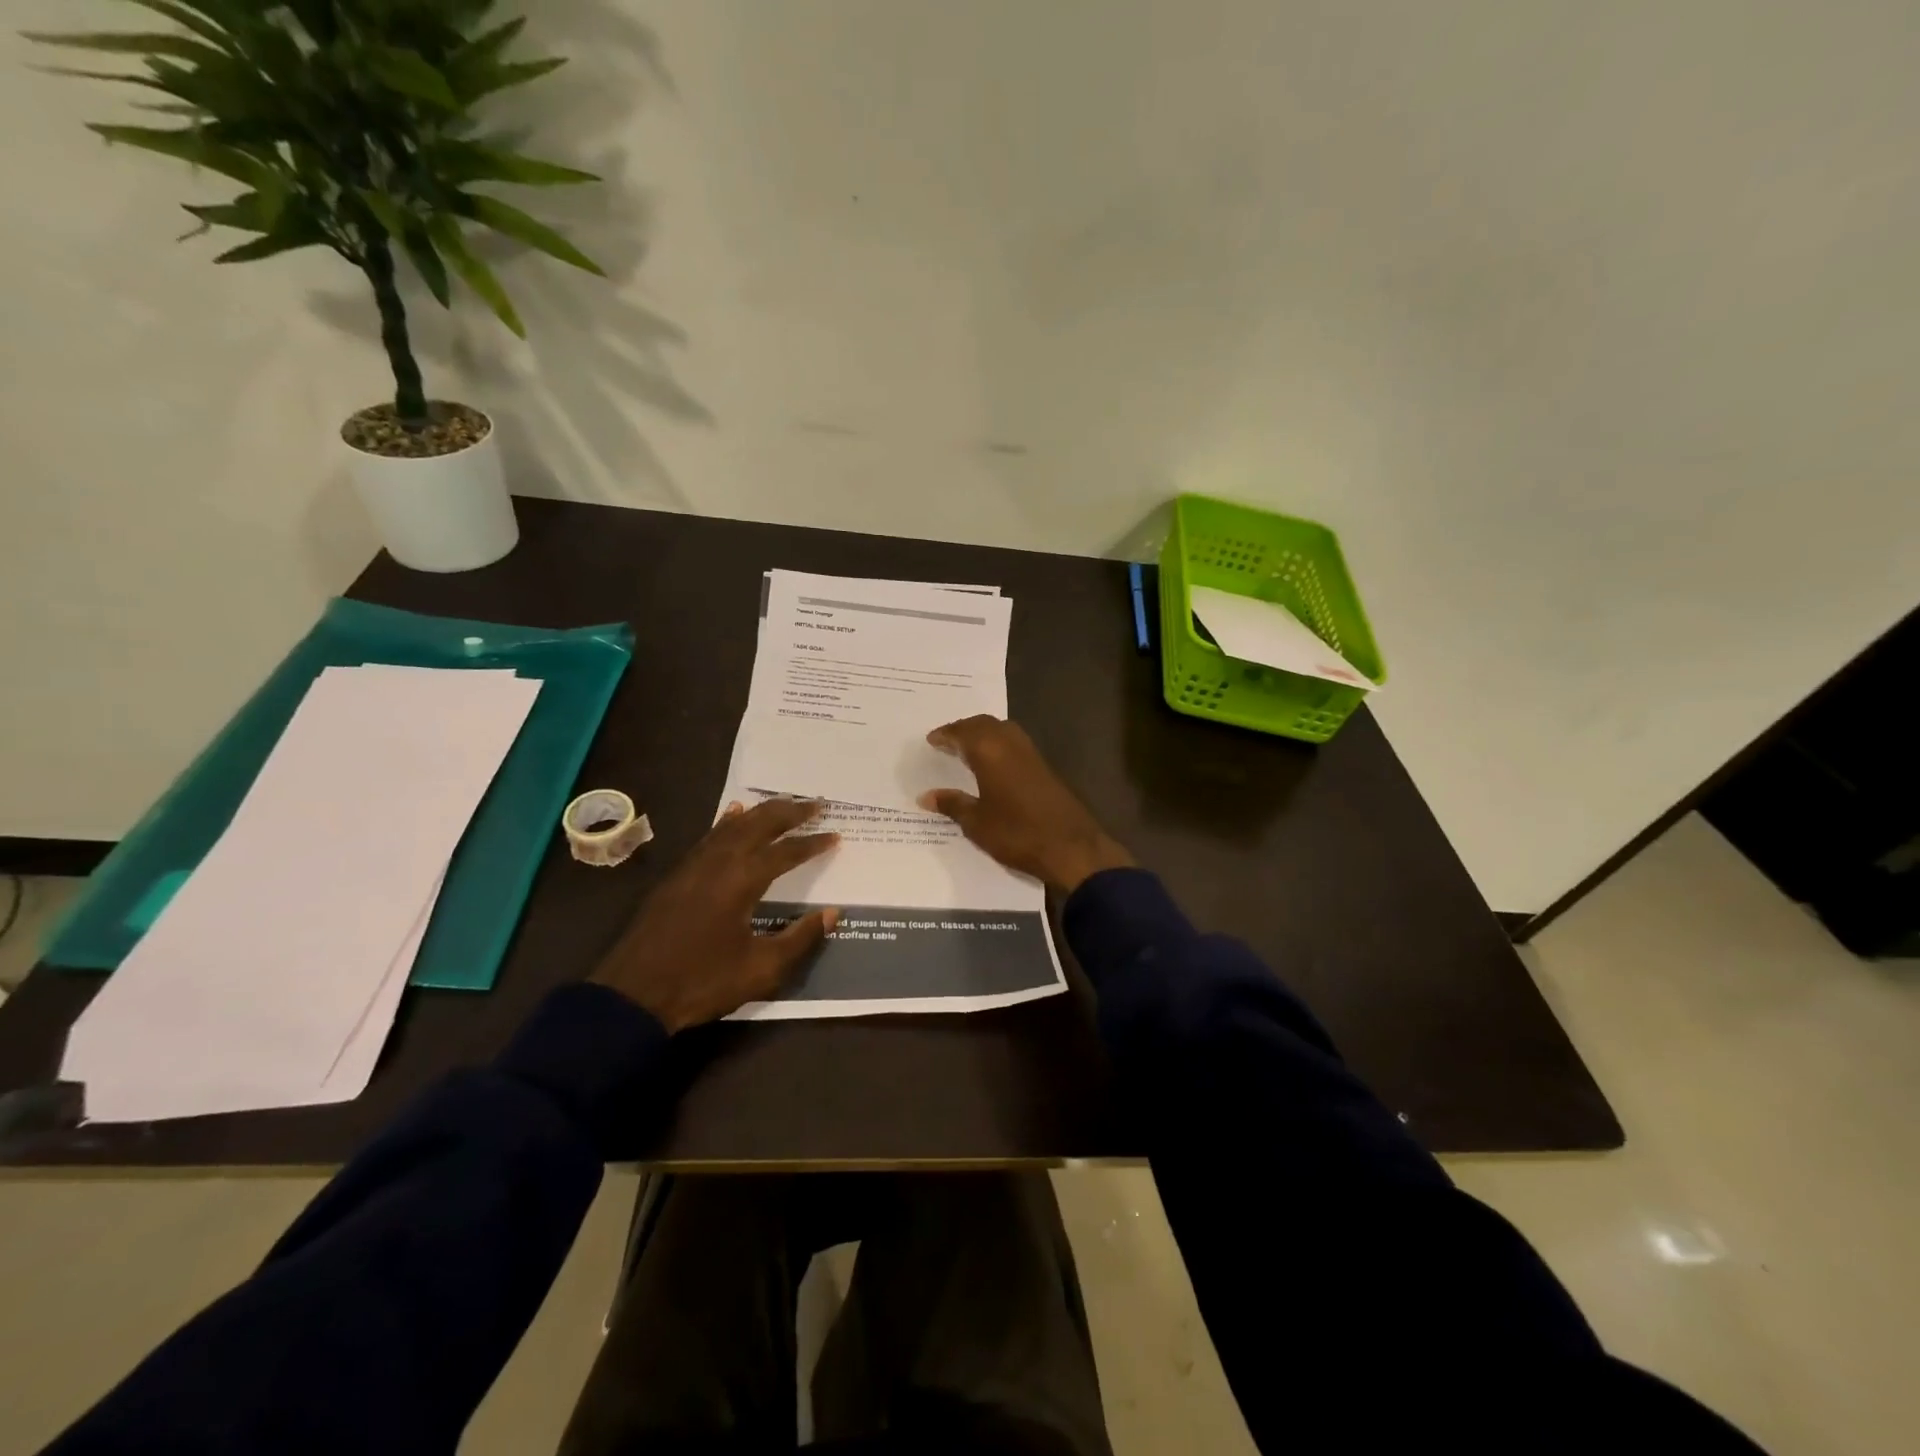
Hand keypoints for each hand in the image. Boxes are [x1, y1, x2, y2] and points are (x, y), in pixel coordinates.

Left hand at [590, 798, 840, 1031]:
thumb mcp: (761, 969)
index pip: (785, 852)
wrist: (633, 995)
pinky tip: (732, 814)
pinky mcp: (677, 875)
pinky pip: (710, 836)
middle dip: (789, 812)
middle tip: (815, 804)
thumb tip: (832, 913)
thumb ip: (799, 938)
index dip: (812, 843)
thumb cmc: (702, 982)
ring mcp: (694, 865)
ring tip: (784, 802)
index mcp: (742, 881)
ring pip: (733, 825)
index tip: (836, 836)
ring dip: (761, 812)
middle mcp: (719, 862)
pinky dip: (727, 821)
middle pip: (759, 825)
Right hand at [917, 716, 1134, 893]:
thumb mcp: (977, 823)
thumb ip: (952, 804)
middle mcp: (1011, 744)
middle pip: (984, 724)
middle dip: (964, 729)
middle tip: (947, 740)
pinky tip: (992, 763)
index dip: (946, 735)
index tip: (931, 740)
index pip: (963, 733)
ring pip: (1003, 730)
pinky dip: (999, 744)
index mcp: (990, 752)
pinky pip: (1015, 743)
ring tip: (967, 748)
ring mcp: (1031, 754)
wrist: (1071, 847)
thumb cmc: (1017, 833)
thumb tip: (925, 796)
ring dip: (984, 733)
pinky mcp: (1044, 767)